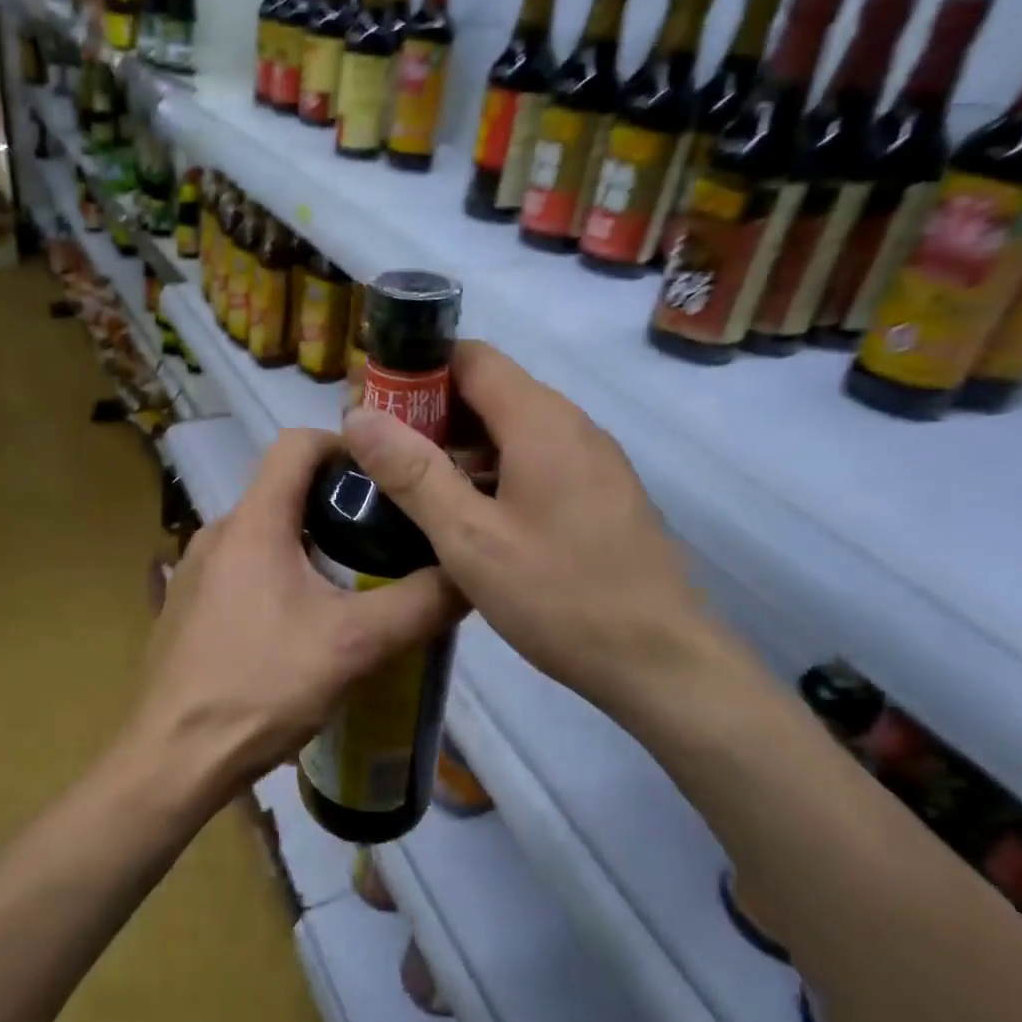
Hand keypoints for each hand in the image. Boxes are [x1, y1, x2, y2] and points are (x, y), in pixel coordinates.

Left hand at [131, 428, 459, 809]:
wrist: (173, 759)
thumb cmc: (261, 687)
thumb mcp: (355, 645)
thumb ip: (418, 605)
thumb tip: (470, 576)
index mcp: (253, 521)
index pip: (297, 443)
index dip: (344, 445)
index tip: (384, 476)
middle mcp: (218, 531)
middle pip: (283, 488)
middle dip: (336, 502)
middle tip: (384, 536)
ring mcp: (196, 569)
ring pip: (264, 532)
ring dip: (308, 542)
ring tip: (353, 581)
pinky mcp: (187, 604)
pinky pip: (242, 567)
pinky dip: (278, 573)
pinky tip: (301, 624)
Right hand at [341, 340, 719, 714]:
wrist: (663, 664)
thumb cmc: (560, 597)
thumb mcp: (470, 539)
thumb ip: (412, 473)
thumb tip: (359, 415)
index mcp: (540, 421)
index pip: (471, 357)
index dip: (416, 368)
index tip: (374, 401)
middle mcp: (572, 425)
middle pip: (491, 390)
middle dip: (431, 411)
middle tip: (382, 450)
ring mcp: (592, 459)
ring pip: (512, 427)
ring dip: (461, 444)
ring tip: (414, 484)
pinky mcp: (600, 492)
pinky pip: (536, 458)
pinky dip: (493, 469)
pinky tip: (469, 513)